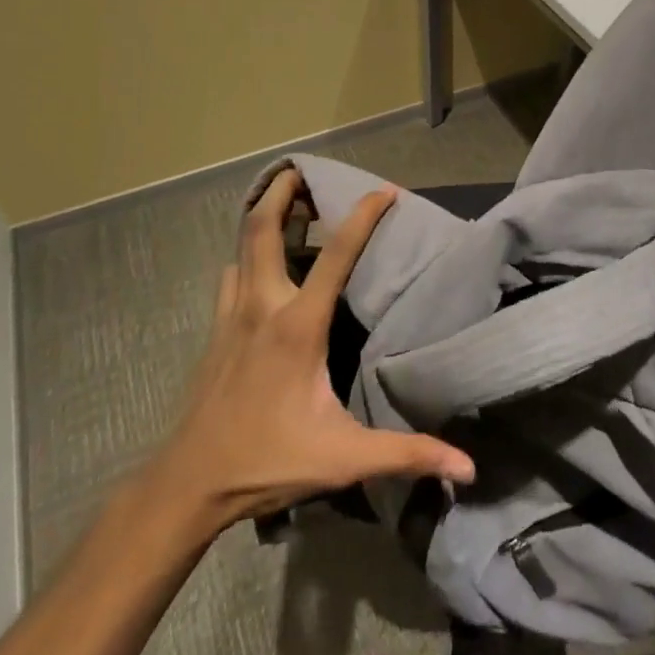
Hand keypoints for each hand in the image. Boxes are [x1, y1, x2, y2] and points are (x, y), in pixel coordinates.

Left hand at [143, 169, 474, 542]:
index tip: (385, 190)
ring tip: (285, 203)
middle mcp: (262, 306)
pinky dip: (246, 254)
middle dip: (281, 191)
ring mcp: (232, 316)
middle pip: (262, 228)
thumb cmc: (268, 461)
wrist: (188, 485)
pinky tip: (258, 266)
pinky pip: (231, 275)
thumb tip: (467, 467)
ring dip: (261, 218)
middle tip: (302, 169)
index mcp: (297, 325)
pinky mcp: (216, 331)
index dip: (363, 216)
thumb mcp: (343, 459)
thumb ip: (406, 455)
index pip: (336, 254)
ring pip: (241, 247)